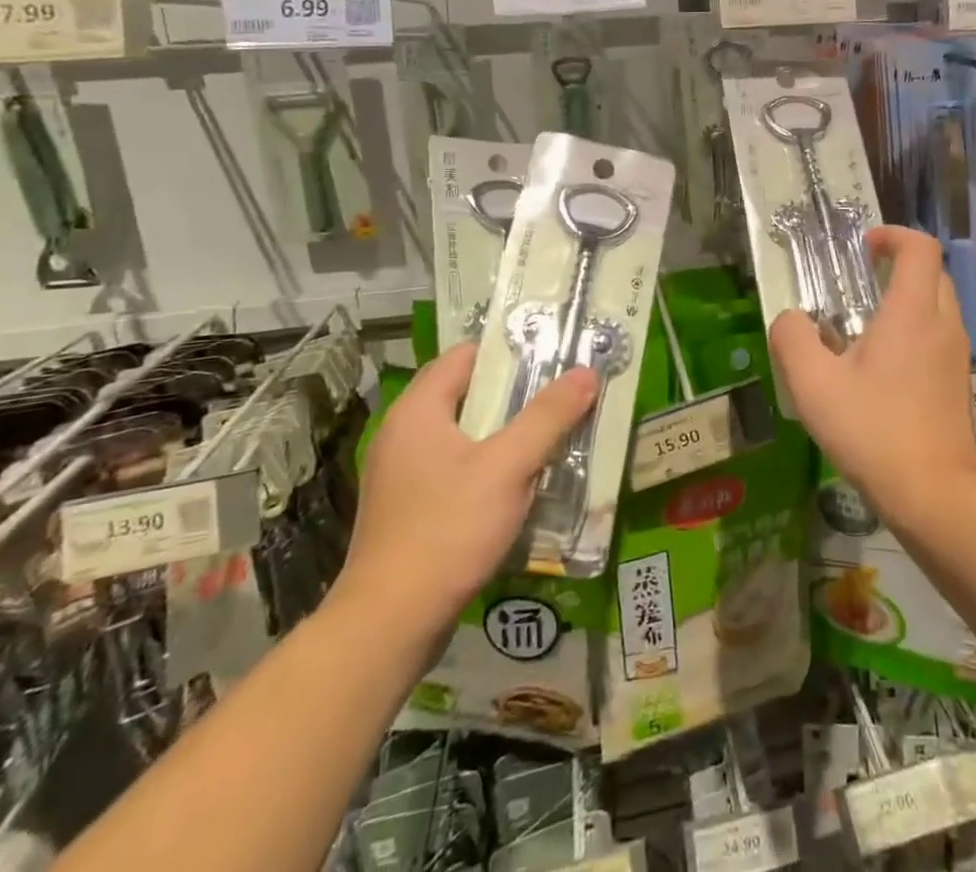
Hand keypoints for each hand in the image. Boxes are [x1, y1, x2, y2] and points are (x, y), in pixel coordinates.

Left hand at [330, 343, 596, 636]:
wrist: (389, 625)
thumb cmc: (447, 530)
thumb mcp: (508, 467)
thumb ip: (548, 416)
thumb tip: (587, 372)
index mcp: (418, 409)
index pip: (466, 355)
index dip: (510, 351)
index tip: (552, 359)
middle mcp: (403, 432)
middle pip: (467, 394)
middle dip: (515, 394)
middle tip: (560, 397)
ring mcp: (402, 473)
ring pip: (464, 434)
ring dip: (505, 434)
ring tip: (549, 438)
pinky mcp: (408, 508)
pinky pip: (455, 468)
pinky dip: (487, 466)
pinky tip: (518, 484)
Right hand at [768, 226, 975, 527]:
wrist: (934, 496)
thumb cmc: (872, 430)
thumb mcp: (813, 384)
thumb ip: (792, 338)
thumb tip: (791, 319)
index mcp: (912, 312)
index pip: (920, 247)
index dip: (892, 236)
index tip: (862, 250)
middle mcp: (943, 324)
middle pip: (933, 272)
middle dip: (899, 265)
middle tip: (861, 281)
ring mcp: (957, 355)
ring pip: (940, 304)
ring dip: (908, 298)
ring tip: (866, 325)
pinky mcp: (960, 383)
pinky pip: (941, 335)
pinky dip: (917, 330)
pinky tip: (884, 366)